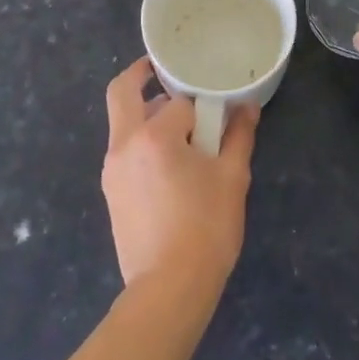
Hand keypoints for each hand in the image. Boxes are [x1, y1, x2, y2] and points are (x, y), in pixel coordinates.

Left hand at [102, 58, 257, 297]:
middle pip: (121, 92)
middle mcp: (124, 145)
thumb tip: (248, 107)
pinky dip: (140, 140)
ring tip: (177, 128)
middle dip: (140, 74)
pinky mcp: (110, 192)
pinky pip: (122, 150)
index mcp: (154, 136)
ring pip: (121, 122)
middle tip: (162, 70)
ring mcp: (112, 169)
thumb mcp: (232, 179)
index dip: (199, 105)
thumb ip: (239, 136)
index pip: (177, 102)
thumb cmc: (206, 229)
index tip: (215, 112)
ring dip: (143, 113)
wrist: (168, 289)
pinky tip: (167, 163)